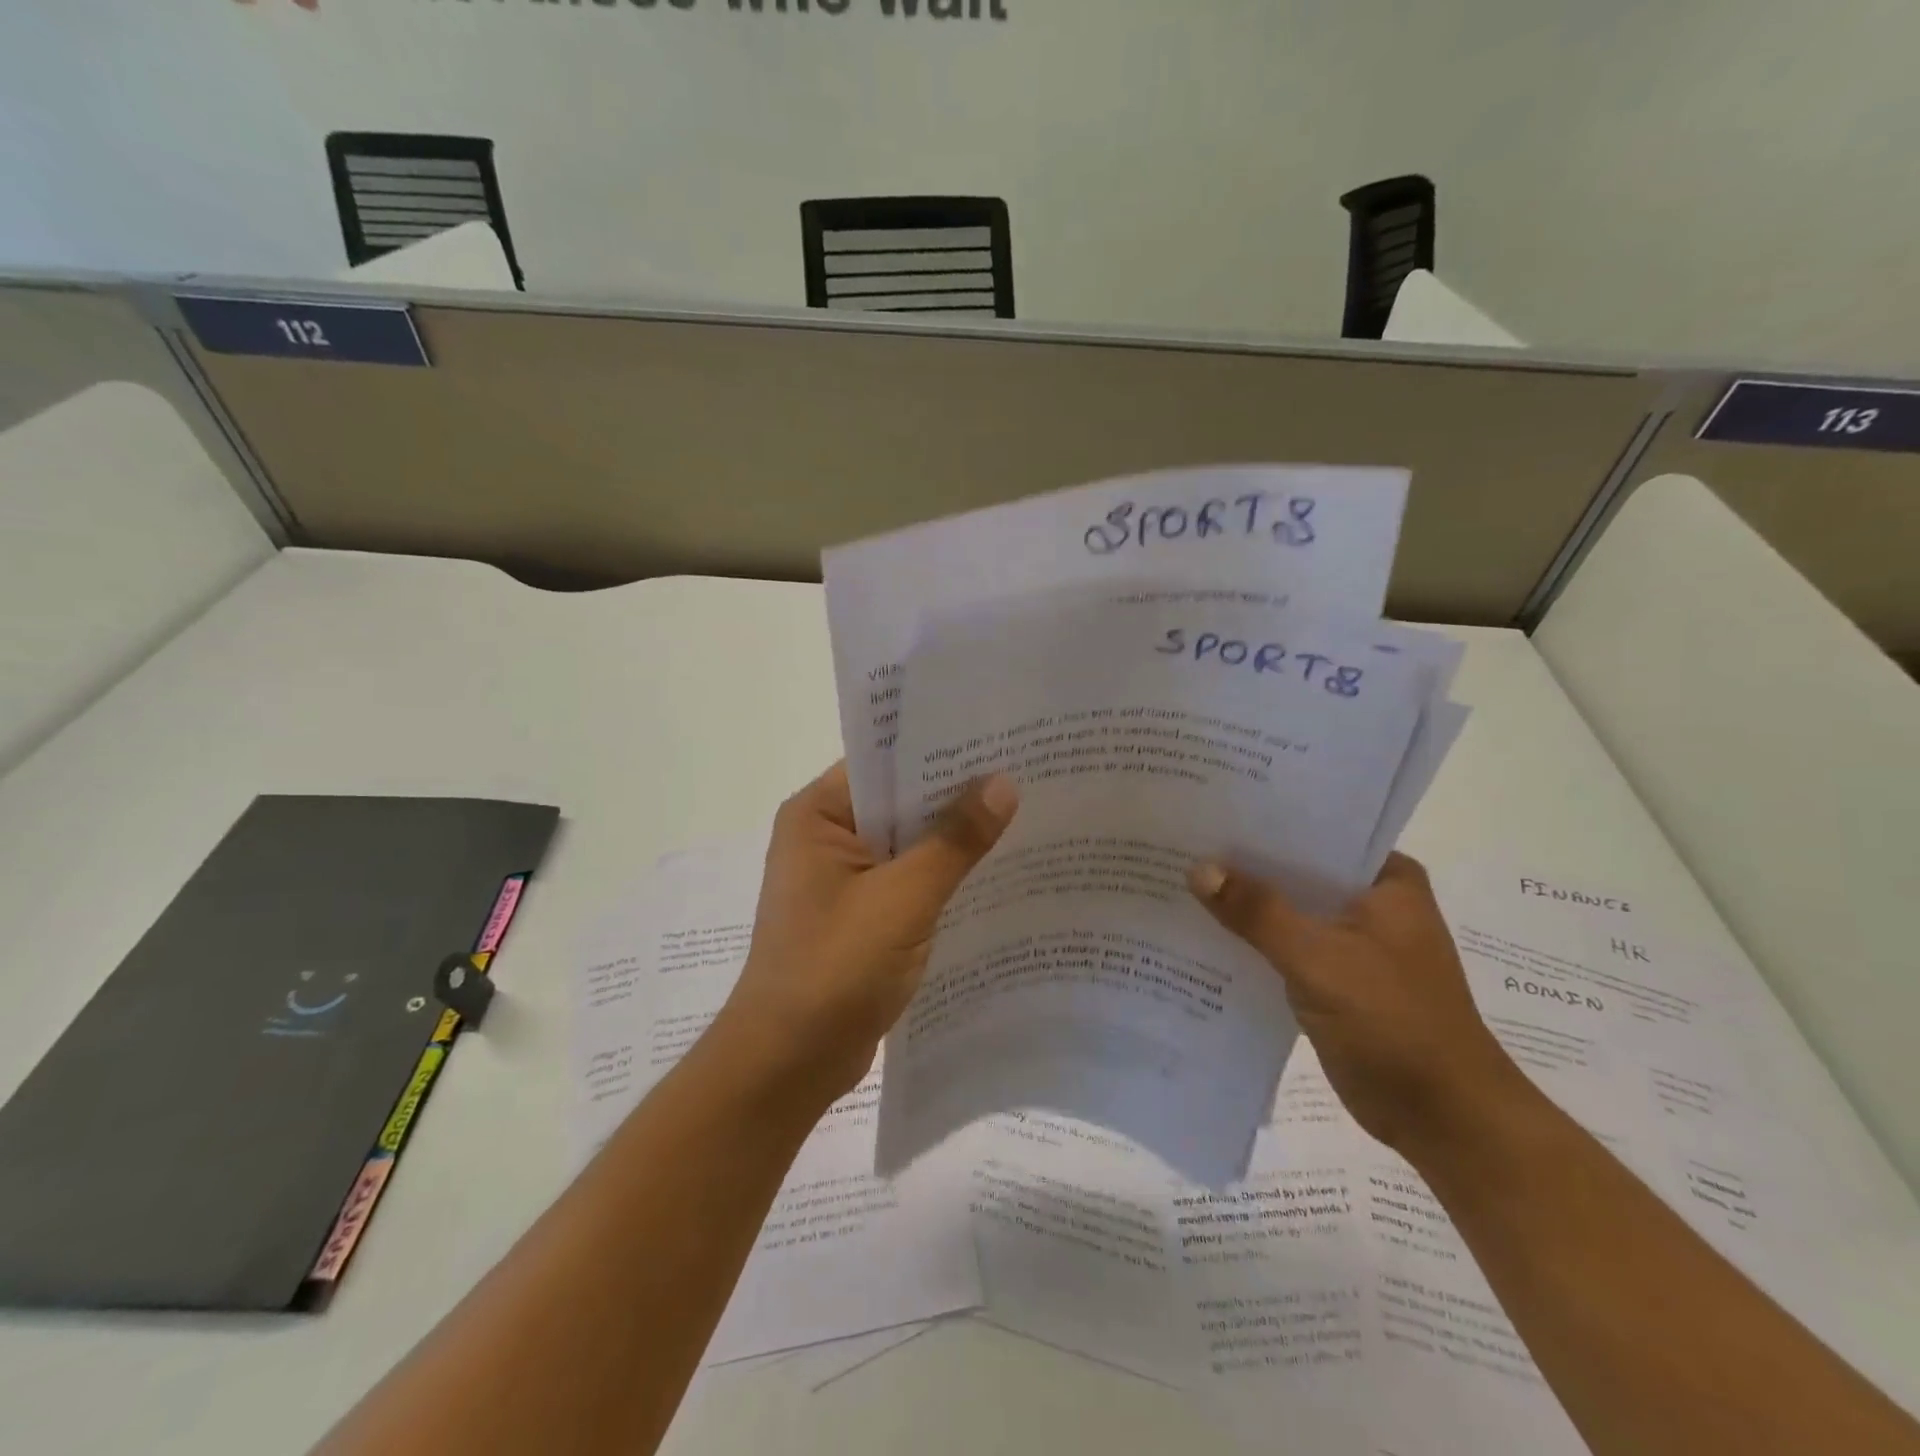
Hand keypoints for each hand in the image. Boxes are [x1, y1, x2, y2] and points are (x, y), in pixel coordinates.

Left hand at [717, 762, 1018, 1108]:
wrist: (788, 1064)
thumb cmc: (834, 968)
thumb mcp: (903, 899)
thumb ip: (955, 841)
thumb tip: (1004, 783)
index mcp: (818, 814)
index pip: (885, 762)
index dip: (941, 750)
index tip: (1000, 737)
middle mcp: (826, 836)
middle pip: (900, 802)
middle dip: (956, 794)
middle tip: (1026, 772)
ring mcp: (842, 879)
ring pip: (908, 844)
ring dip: (953, 838)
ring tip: (1025, 814)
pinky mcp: (860, 915)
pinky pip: (908, 880)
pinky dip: (943, 876)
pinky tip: (995, 871)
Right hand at [1190, 852, 1532, 1154]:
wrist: (1444, 1119)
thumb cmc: (1395, 1024)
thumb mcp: (1319, 960)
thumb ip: (1257, 912)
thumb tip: (1198, 868)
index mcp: (1386, 880)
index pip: (1315, 832)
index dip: (1262, 822)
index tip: (1209, 811)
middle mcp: (1371, 901)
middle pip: (1296, 870)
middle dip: (1244, 863)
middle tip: (1182, 841)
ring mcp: (1353, 941)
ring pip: (1288, 909)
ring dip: (1245, 903)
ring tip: (1179, 877)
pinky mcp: (1335, 977)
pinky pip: (1284, 945)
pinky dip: (1252, 940)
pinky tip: (1203, 930)